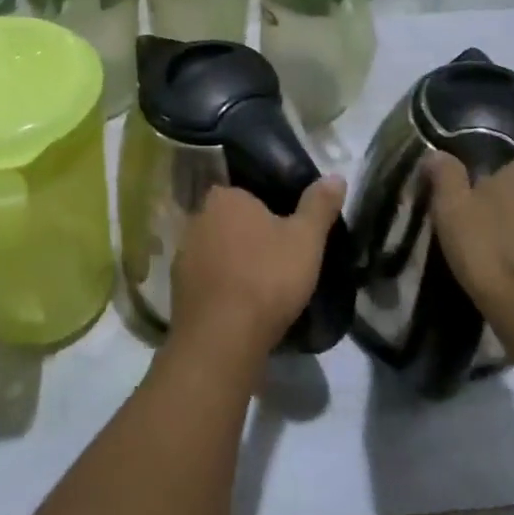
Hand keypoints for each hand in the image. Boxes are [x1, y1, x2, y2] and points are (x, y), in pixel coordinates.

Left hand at [170, 177, 346, 369]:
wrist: (222, 338)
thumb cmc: (266, 278)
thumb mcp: (306, 239)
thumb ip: (319, 205)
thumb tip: (336, 176)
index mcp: (225, 198)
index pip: (247, 192)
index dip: (268, 209)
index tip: (287, 230)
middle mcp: (197, 218)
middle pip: (230, 221)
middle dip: (250, 236)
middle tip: (279, 259)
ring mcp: (183, 254)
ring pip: (216, 250)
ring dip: (234, 262)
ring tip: (262, 286)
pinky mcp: (177, 288)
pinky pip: (206, 279)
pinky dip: (221, 287)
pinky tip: (241, 306)